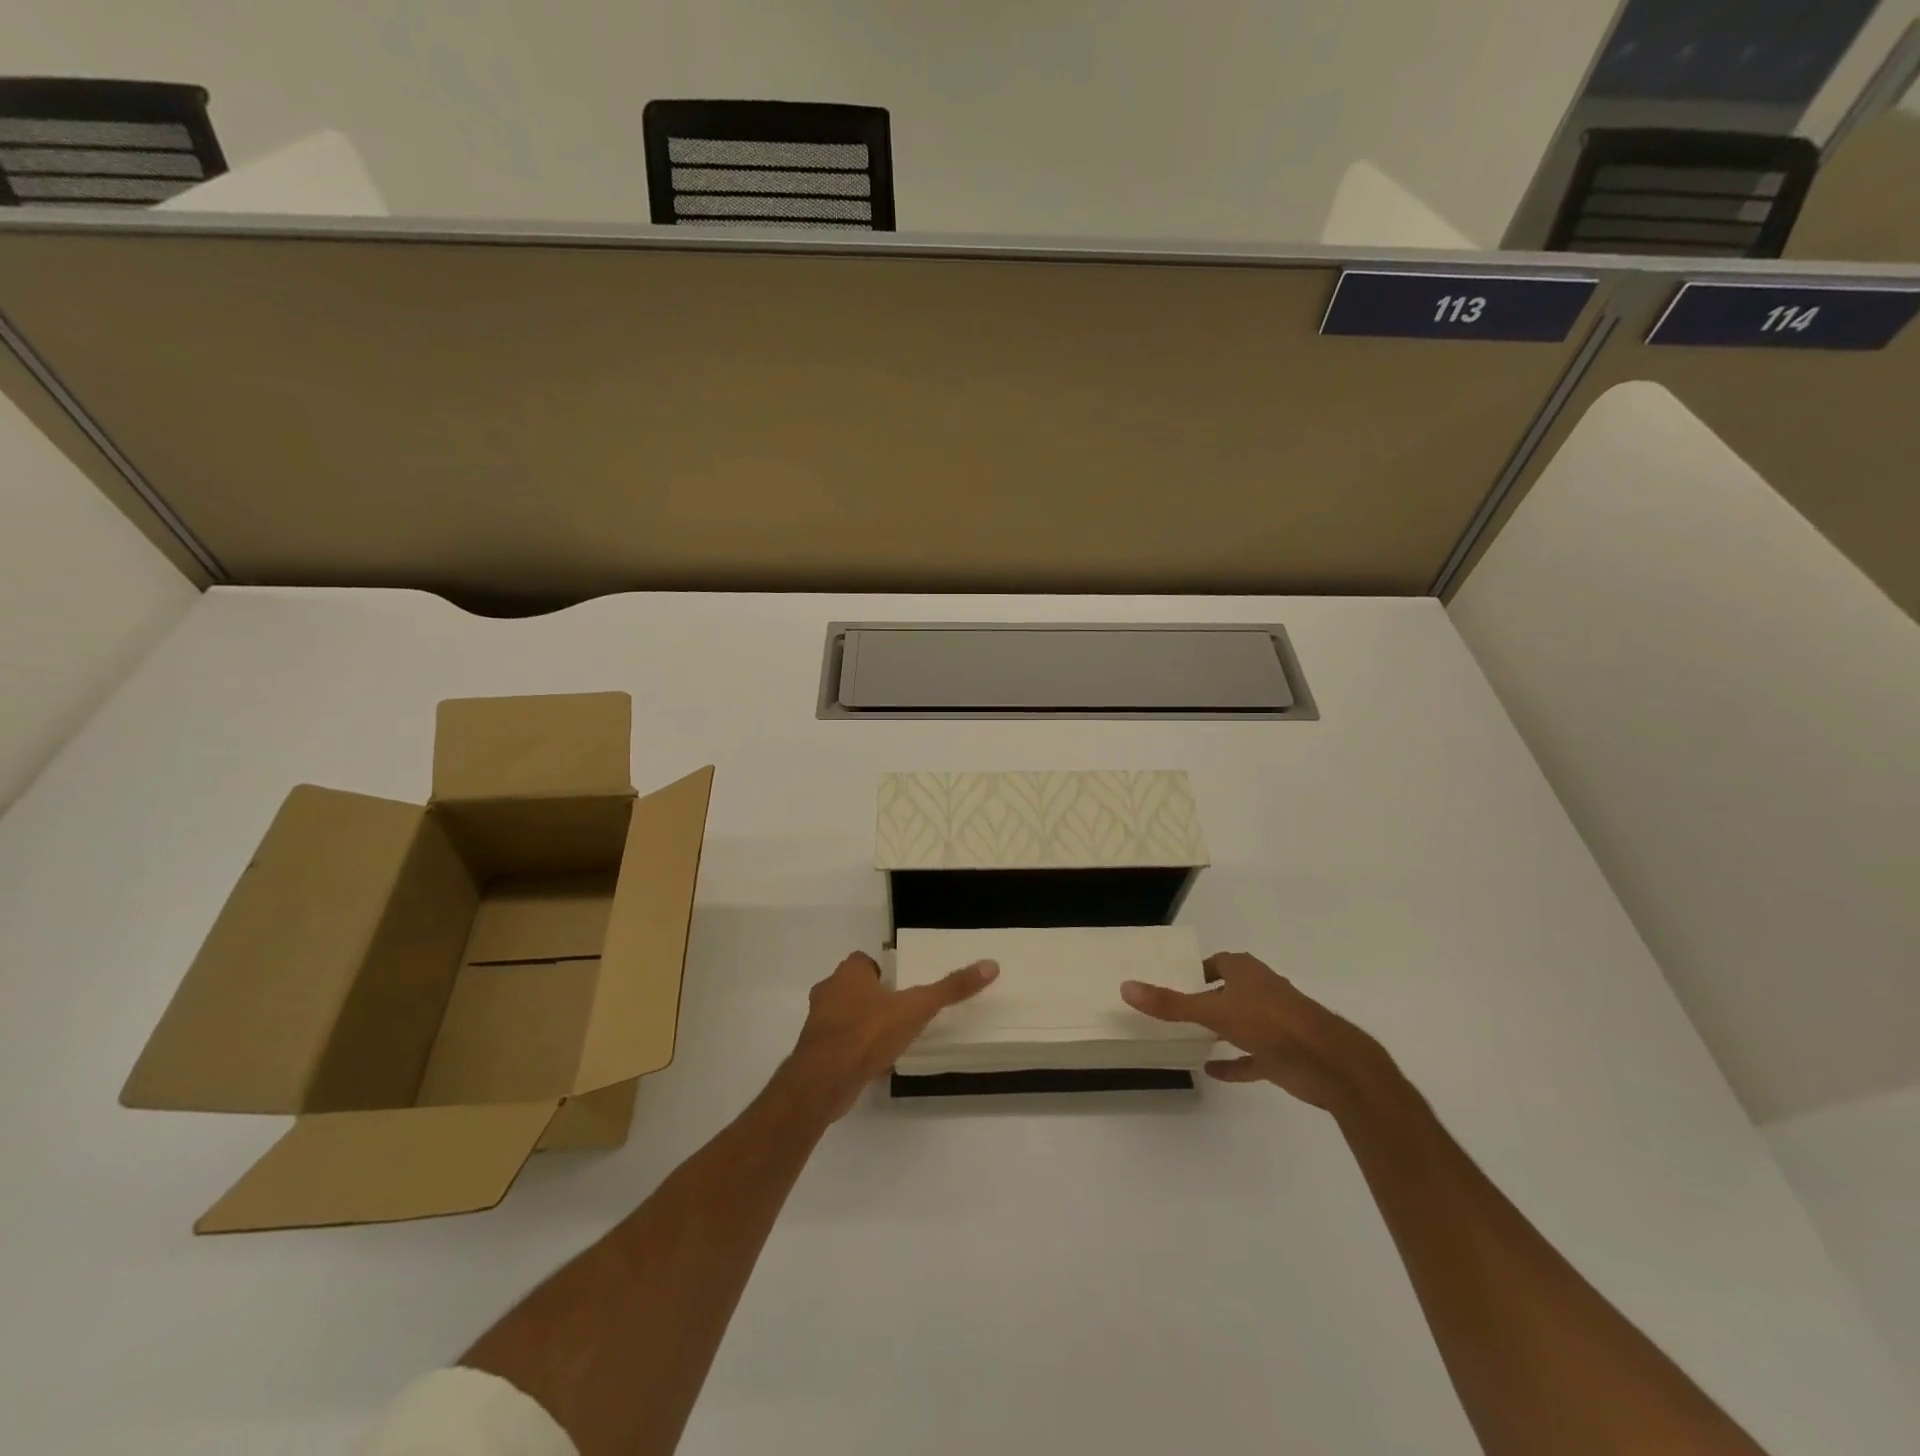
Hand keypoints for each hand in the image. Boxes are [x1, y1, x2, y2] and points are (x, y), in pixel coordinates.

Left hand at [781, 951, 998, 1122]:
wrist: (823, 1080)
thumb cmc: (868, 1033)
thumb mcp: (916, 1008)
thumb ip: (950, 988)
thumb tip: (990, 965)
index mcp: (849, 973)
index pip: (864, 961)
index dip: (882, 971)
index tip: (902, 986)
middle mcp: (829, 991)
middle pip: (853, 987)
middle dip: (873, 997)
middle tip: (900, 1011)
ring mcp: (818, 1022)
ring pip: (843, 1015)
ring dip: (862, 1023)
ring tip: (889, 1038)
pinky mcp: (814, 1052)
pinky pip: (838, 1043)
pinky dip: (853, 1049)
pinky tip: (873, 1063)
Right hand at [1121, 951, 1392, 1111]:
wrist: (1330, 1063)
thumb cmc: (1271, 1023)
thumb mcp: (1213, 1010)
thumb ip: (1171, 1003)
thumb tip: (1126, 987)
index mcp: (1247, 972)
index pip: (1219, 962)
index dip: (1198, 969)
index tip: (1175, 980)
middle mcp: (1261, 992)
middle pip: (1229, 990)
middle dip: (1207, 998)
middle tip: (1175, 1009)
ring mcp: (1275, 1024)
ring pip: (1241, 1022)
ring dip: (1220, 1029)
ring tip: (1189, 1038)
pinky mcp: (1283, 1055)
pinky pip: (1252, 1057)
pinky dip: (1234, 1063)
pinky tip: (1211, 1071)